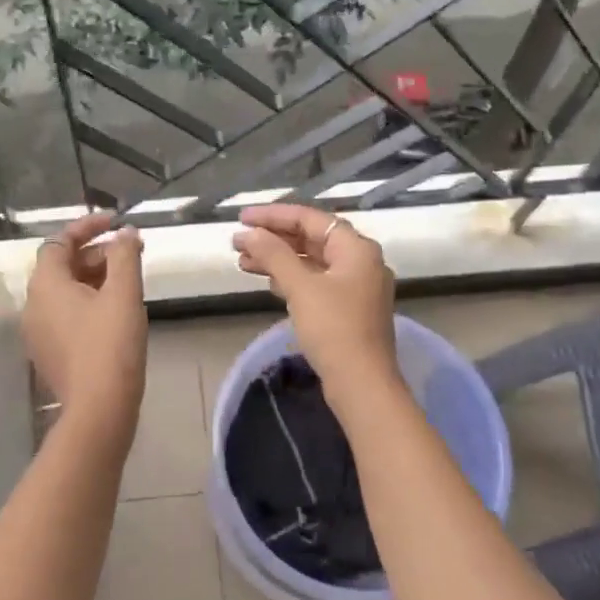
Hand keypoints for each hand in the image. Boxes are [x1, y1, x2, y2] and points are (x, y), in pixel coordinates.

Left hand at [23, 212, 147, 438]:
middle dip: (96, 254)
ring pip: (65, 292)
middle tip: (131, 254)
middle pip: (62, 266)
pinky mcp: (49, 353)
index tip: (116, 222)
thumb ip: (125, 256)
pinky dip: (88, 303)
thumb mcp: (124, 294)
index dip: (87, 227)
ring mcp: (38, 332)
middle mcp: (33, 305)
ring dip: (94, 278)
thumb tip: (126, 233)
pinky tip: (115, 312)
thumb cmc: (111, 345)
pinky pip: (66, 315)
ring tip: (128, 281)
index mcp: (45, 285)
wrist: (99, 409)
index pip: (60, 242)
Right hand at [232, 204, 399, 399]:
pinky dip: (292, 280)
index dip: (274, 216)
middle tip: (238, 242)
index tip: (242, 219)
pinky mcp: (348, 310)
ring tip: (243, 263)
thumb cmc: (333, 329)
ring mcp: (356, 288)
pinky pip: (316, 283)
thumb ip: (274, 255)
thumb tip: (249, 233)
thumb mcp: (301, 287)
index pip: (310, 219)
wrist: (362, 384)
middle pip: (312, 239)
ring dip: (278, 260)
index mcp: (356, 248)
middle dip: (273, 240)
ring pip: (312, 263)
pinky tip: (269, 283)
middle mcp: (361, 262)